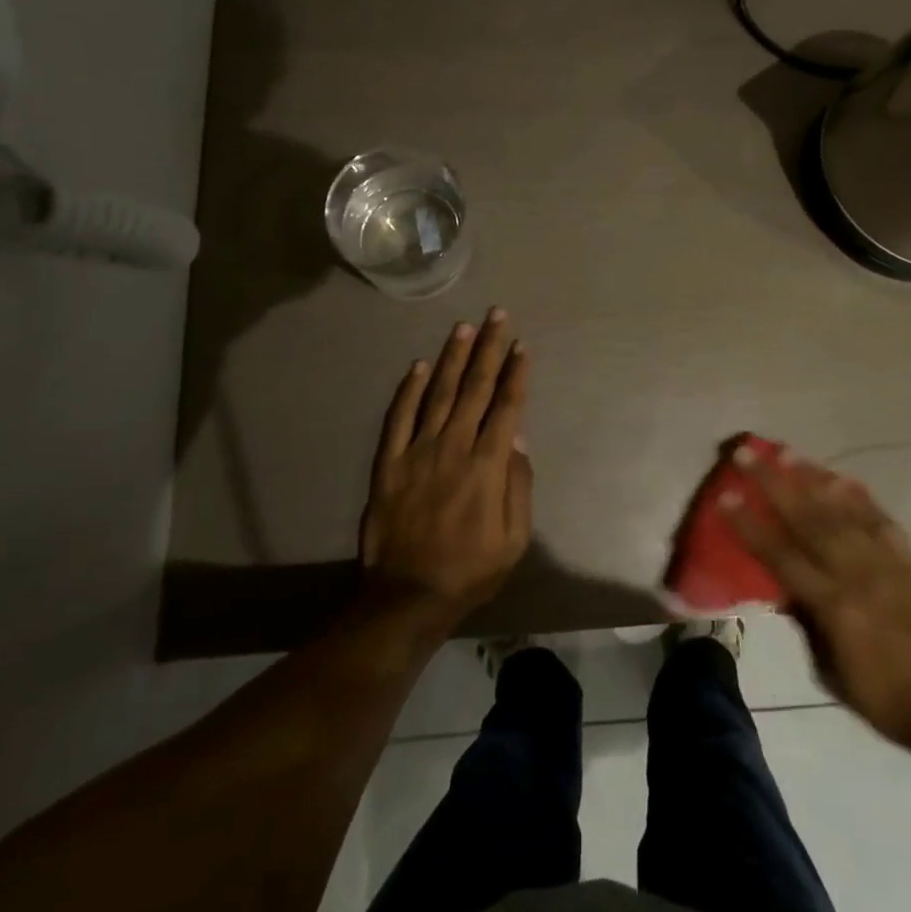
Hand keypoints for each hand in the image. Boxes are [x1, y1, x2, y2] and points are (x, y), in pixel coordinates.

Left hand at [359, 308, 532, 622]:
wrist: (408, 597)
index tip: (521, 345)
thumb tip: (516, 435)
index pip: (505, 407)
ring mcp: (417, 451)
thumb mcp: (514, 538)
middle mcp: (453, 447)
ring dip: (453, 357)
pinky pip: (399, 418)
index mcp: (487, 465)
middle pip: (474, 388)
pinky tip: (419, 366)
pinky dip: (409, 390)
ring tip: (463, 327)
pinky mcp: (389, 463)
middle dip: (488, 348)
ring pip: (438, 393)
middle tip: (496, 315)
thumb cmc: (471, 569)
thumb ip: (518, 483)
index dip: (515, 373)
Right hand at [725, 452, 910, 754]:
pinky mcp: (910, 563)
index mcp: (833, 604)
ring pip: (843, 510)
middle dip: (773, 483)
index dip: (750, 525)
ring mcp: (886, 563)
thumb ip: (806, 623)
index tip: (726, 495)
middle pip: (808, 519)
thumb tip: (784, 588)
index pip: (781, 554)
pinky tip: (843, 481)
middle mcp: (856, 573)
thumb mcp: (829, 672)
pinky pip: (881, 521)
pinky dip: (861, 499)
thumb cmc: (883, 700)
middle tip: (748, 453)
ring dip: (812, 479)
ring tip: (788, 454)